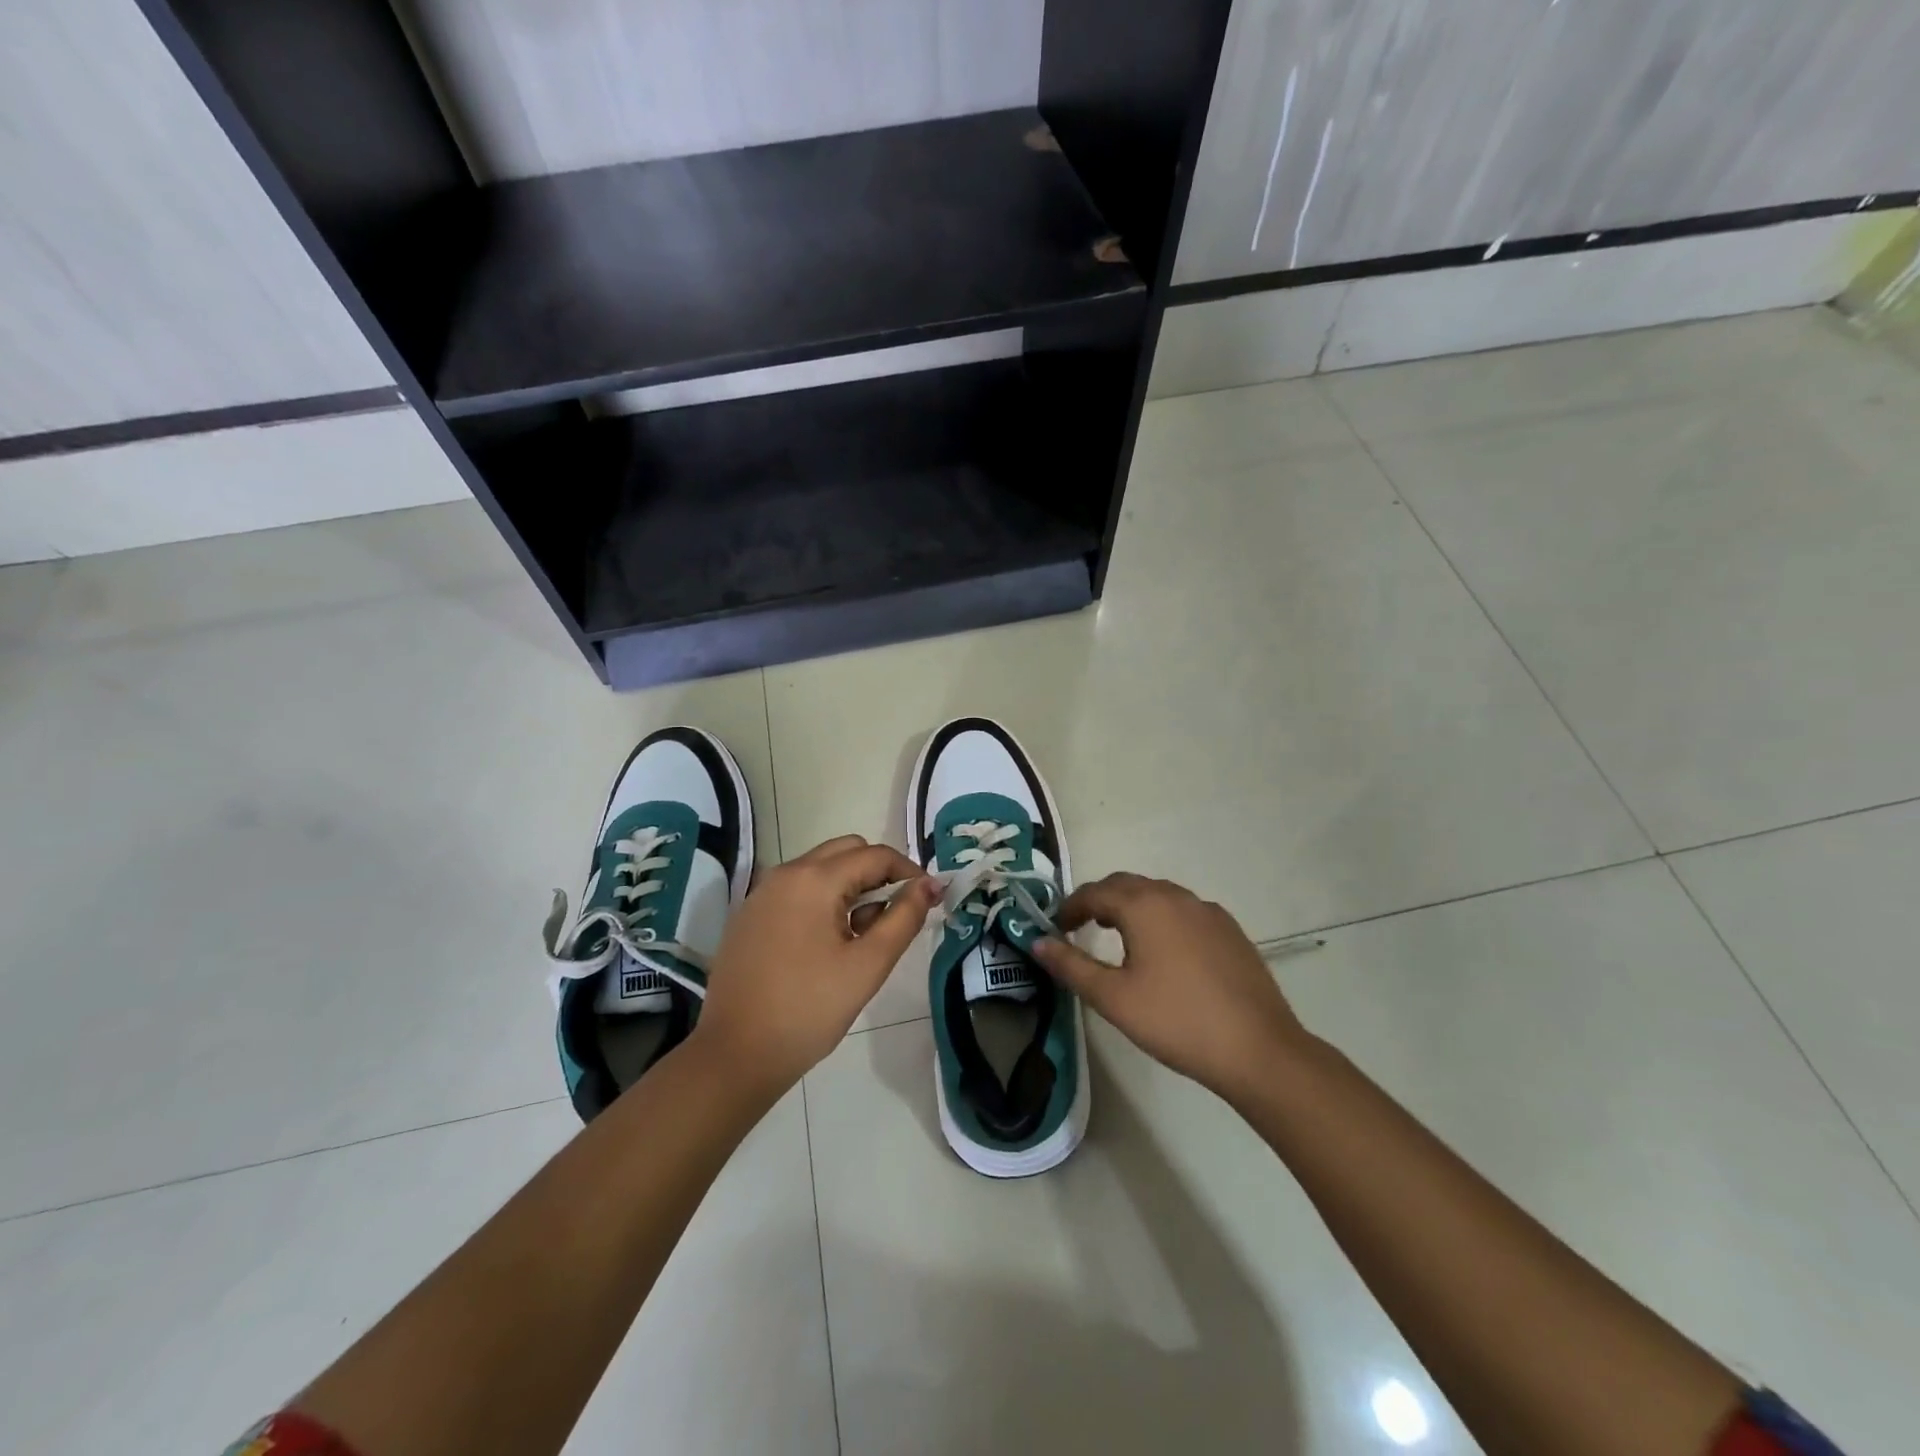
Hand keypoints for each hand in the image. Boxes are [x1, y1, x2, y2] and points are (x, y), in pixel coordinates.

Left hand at [693, 835, 939, 1097]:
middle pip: (845, 851)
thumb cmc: (809, 1009)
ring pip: (820, 868)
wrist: (736, 1055)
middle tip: (895, 915)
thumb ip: (904, 918)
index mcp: (814, 879)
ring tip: (862, 936)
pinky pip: (796, 889)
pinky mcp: (749, 915)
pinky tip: (827, 944)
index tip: (928, 899)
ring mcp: (761, 893)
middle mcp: (785, 873)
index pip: (875, 855)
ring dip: (850, 886)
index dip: (908, 871)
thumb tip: (931, 884)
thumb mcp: (868, 965)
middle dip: (877, 873)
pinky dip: (822, 900)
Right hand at [1032, 873, 1311, 1102]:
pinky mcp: (1230, 930)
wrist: (1258, 1049)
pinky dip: (1161, 918)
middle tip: (1080, 927)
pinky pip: (1184, 911)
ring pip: (1158, 895)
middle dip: (1099, 900)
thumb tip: (1037, 942)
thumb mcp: (1113, 998)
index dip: (1069, 907)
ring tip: (1117, 936)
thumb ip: (1070, 966)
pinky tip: (1164, 951)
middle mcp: (1175, 897)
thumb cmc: (1176, 1021)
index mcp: (1144, 905)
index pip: (1094, 893)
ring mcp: (1207, 911)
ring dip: (1131, 907)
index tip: (1055, 928)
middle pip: (1126, 885)